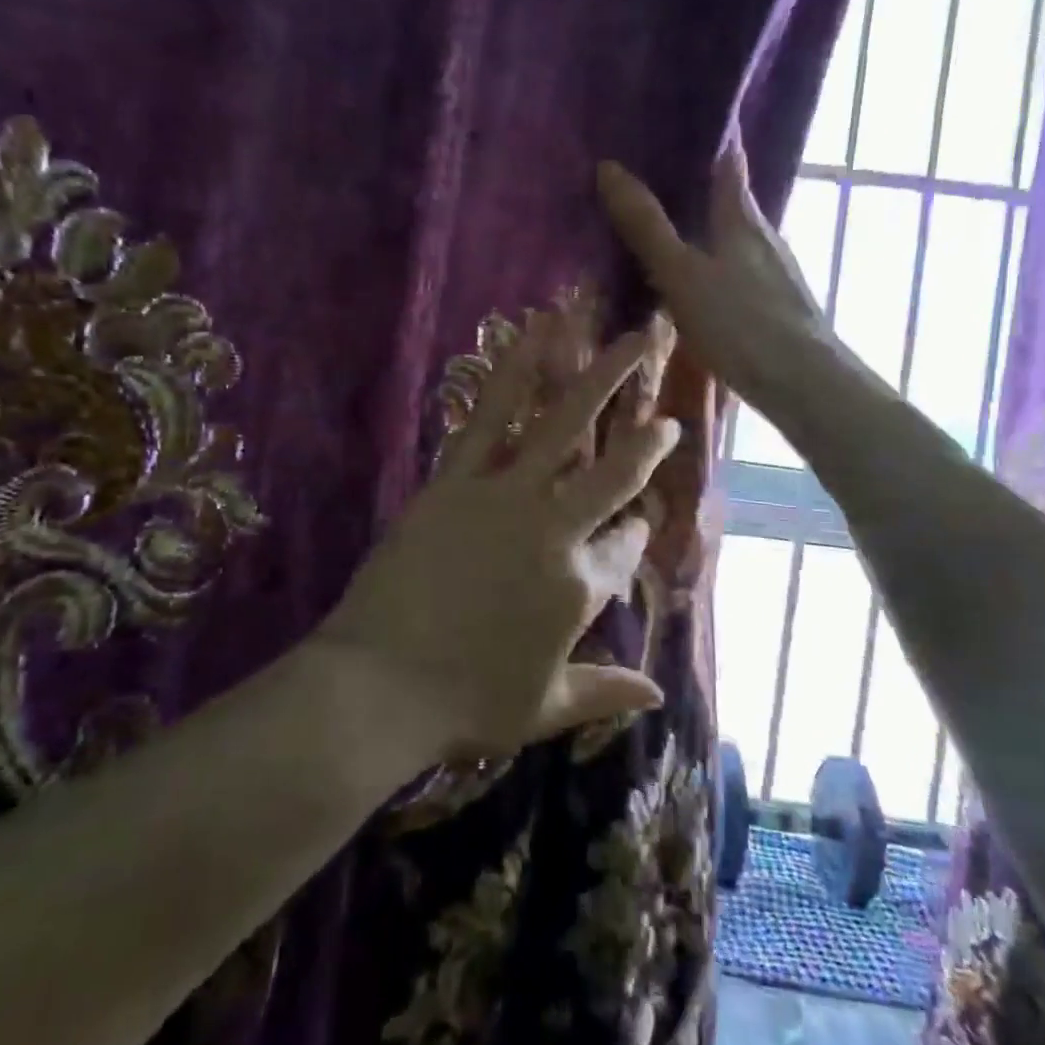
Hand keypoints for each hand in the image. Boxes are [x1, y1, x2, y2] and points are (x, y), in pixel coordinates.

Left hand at [324, 315, 678, 763]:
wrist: (378, 685)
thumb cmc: (463, 703)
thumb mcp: (543, 708)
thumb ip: (604, 691)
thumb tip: (659, 695)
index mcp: (579, 589)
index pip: (624, 549)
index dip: (636, 534)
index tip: (639, 521)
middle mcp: (554, 531)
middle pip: (613, 474)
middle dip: (647, 442)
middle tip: (666, 416)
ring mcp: (505, 497)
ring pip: (563, 426)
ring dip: (600, 377)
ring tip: (632, 338)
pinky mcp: (455, 479)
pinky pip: (490, 417)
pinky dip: (515, 373)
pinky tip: (532, 336)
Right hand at [599, 137, 866, 423]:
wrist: (801, 382)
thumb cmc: (740, 322)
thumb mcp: (681, 273)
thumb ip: (646, 226)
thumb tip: (609, 168)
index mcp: (743, 218)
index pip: (730, 159)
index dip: (712, 136)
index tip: (684, 118)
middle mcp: (764, 236)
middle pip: (732, 198)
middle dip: (701, 184)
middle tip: (657, 175)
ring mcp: (774, 272)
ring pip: (735, 237)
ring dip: (707, 228)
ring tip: (669, 228)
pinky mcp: (776, 305)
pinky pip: (737, 271)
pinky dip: (714, 265)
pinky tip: (698, 283)